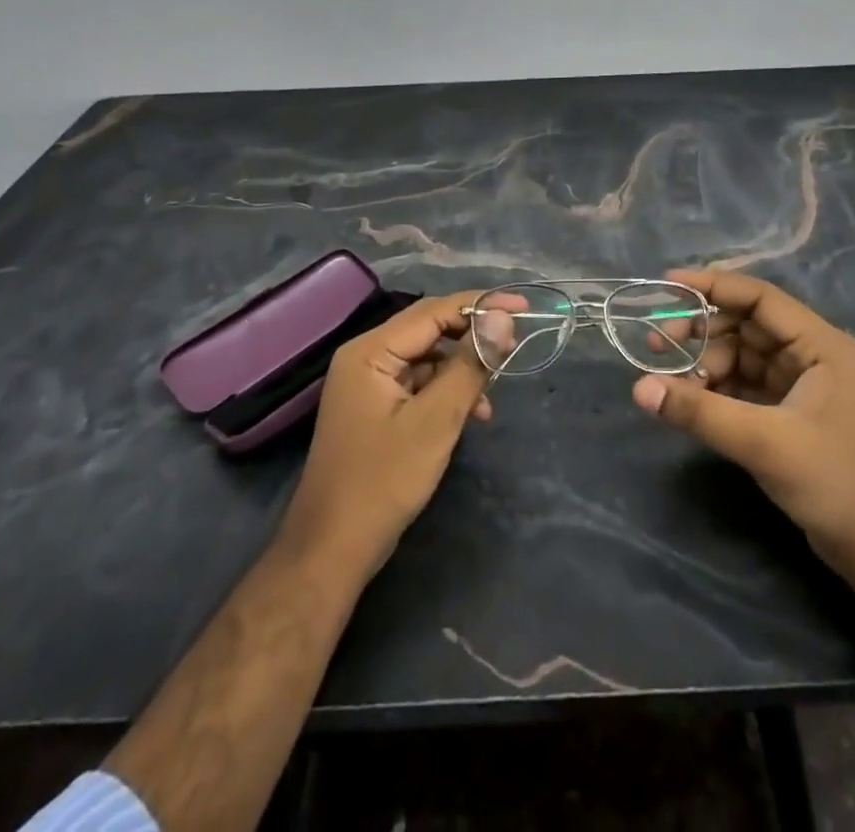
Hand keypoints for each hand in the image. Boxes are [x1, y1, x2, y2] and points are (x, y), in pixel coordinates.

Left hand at [279, 293, 493, 578]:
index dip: (480, 304)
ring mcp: (368, 384)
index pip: (433, 311)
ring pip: (427, 358)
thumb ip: (470, 365)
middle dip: (473, 335)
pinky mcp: (376, 408)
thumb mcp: (436, 421)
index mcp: (370, 351)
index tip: (523, 306)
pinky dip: (447, 391)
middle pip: (429, 329)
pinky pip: (419, 384)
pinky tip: (472, 413)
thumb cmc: (383, 481)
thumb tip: (502, 318)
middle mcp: (366, 357)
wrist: (332, 551)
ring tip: (493, 391)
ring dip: (462, 368)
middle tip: (514, 342)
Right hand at [631, 269, 854, 594]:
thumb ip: (699, 412)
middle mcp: (814, 355)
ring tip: (671, 380)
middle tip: (658, 343)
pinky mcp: (793, 412)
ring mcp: (804, 384)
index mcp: (822, 345)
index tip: (667, 285)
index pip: (760, 297)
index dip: (713, 286)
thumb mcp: (763, 442)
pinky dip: (717, 388)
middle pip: (747, 325)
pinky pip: (746, 385)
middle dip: (702, 331)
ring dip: (706, 363)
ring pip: (743, 356)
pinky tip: (689, 397)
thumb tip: (639, 389)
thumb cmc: (835, 482)